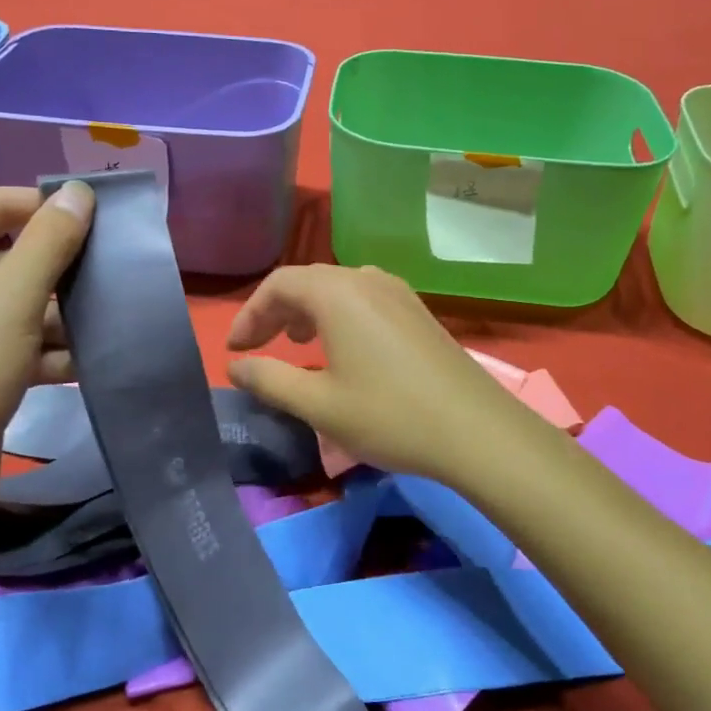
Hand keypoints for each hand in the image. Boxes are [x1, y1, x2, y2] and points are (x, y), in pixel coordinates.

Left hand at [0, 183, 94, 522]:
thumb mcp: (11, 300)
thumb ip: (50, 241)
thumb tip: (80, 189)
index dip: (49, 208)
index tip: (105, 219)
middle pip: (9, 253)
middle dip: (61, 266)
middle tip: (114, 265)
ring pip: (18, 298)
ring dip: (62, 310)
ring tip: (112, 312)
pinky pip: (15, 335)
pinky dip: (49, 345)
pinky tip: (91, 355)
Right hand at [225, 264, 540, 482]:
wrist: (475, 430)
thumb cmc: (388, 415)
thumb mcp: (319, 404)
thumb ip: (270, 380)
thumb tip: (237, 366)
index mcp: (337, 293)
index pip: (279, 285)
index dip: (250, 314)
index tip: (235, 349)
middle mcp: (366, 279)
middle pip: (308, 281)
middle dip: (275, 312)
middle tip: (256, 347)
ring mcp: (397, 292)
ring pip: (338, 288)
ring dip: (308, 311)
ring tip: (295, 343)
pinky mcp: (416, 310)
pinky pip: (364, 298)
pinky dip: (338, 315)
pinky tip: (341, 347)